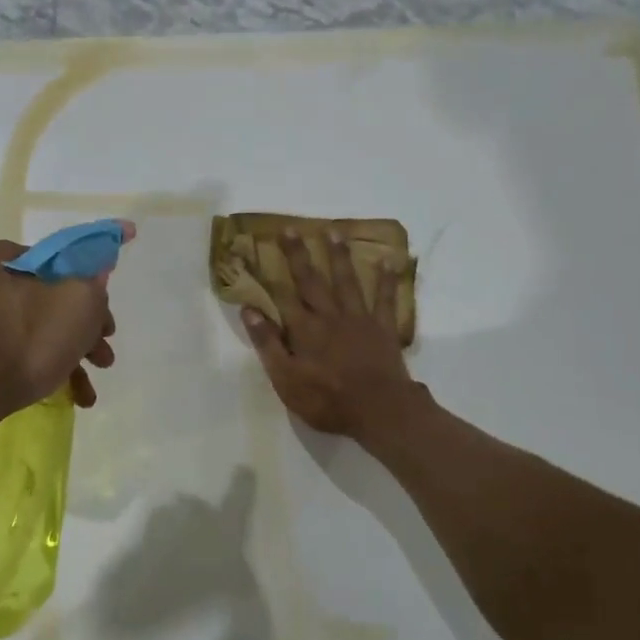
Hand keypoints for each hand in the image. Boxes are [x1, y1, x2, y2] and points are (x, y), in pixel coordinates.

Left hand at [0, 225, 131, 419]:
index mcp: (4, 262)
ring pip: (34, 332)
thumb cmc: (27, 341)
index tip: (102, 311)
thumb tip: (96, 273)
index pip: (55, 259)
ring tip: (88, 391)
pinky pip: (14, 355)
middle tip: (103, 355)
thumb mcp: (78, 302)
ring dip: (69, 357)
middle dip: (83, 330)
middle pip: (48, 300)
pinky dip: (42, 370)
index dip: (86, 282)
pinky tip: (66, 396)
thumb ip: (93, 282)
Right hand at [242, 229, 421, 440]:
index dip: (271, 272)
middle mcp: (329, 316)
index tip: (260, 251)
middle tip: (291, 229)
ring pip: (346, 281)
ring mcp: (359, 319)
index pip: (283, 295)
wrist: (379, 410)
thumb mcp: (286, 380)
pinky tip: (389, 260)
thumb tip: (249, 311)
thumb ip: (268, 345)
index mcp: (304, 330)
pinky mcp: (383, 328)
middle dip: (299, 254)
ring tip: (334, 232)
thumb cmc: (328, 400)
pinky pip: (385, 298)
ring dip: (339, 256)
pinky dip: (387, 279)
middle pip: (311, 281)